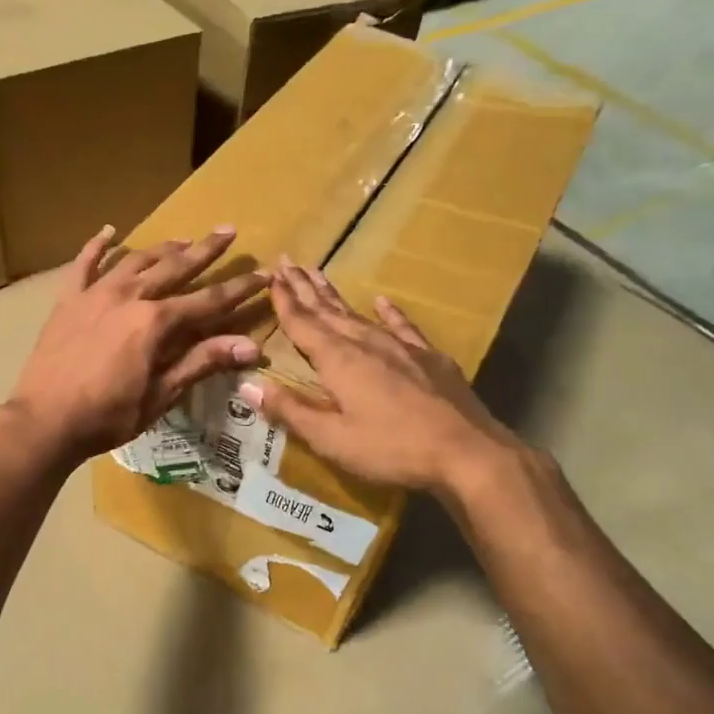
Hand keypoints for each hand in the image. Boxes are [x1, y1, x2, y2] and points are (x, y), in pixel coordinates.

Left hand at [2, 225, 268, 467]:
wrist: (44, 420)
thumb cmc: (108, 415)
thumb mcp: (161, 395)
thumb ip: (202, 362)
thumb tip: (250, 345)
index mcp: (156, 322)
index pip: (209, 300)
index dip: (239, 289)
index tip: (264, 273)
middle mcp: (129, 296)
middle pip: (175, 267)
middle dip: (205, 250)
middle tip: (228, 230)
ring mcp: (95, 294)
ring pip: (136, 261)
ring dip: (162, 249)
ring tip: (183, 239)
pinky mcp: (68, 300)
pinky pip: (84, 264)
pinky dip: (97, 246)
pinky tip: (109, 231)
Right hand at [238, 261, 527, 494]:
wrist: (466, 452)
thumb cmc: (391, 448)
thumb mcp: (331, 439)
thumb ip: (290, 411)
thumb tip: (248, 386)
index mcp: (338, 360)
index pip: (302, 324)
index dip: (284, 301)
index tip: (271, 275)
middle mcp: (366, 343)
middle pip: (328, 310)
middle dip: (305, 287)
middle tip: (288, 262)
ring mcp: (401, 347)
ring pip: (358, 313)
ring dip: (335, 296)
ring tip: (320, 274)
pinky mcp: (429, 358)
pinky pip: (402, 326)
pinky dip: (389, 313)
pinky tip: (382, 301)